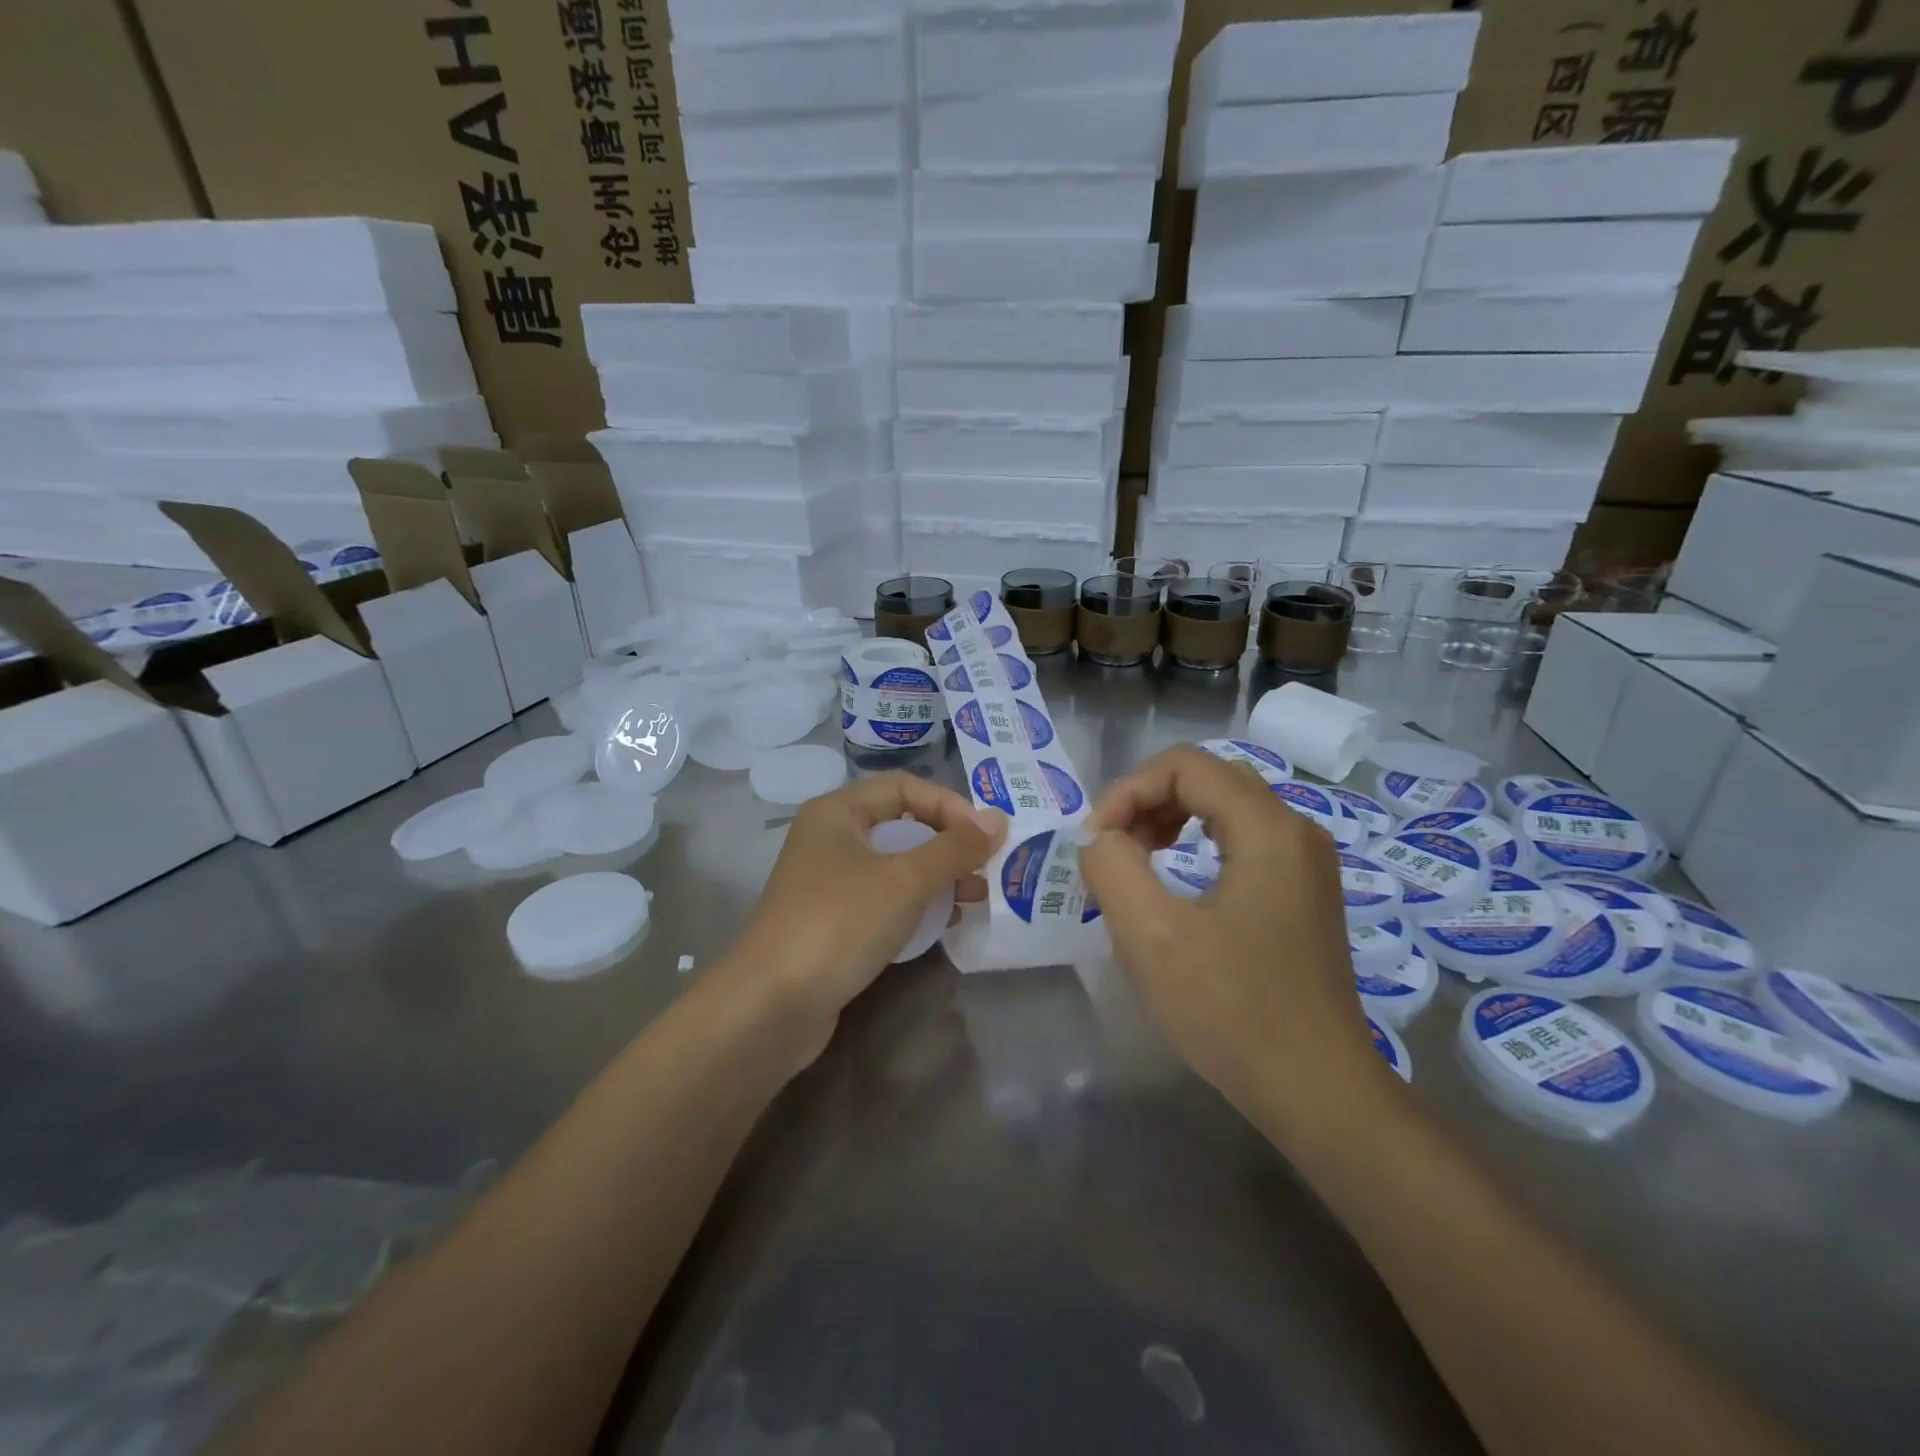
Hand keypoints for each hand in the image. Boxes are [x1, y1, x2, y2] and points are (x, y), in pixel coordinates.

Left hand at [731, 772, 1005, 1041]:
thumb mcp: (905, 880)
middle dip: (948, 844)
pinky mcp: (835, 922)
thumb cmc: (840, 923)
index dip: (949, 805)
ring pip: (896, 866)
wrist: (772, 1006)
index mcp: (837, 812)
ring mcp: (830, 883)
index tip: (986, 837)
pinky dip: (916, 905)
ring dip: (938, 876)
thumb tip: (999, 820)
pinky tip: (946, 922)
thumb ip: (955, 848)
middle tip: (987, 867)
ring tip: (976, 896)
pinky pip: (885, 899)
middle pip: (902, 825)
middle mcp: (831, 839)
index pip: (905, 788)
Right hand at [1079, 746, 1390, 1132]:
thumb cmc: (1232, 1012)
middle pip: (1209, 778)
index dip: (1127, 790)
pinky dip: (1196, 844)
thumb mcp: (1151, 937)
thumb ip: (1112, 867)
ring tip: (1135, 861)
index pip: (1185, 766)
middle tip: (1112, 848)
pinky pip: (1243, 841)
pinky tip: (1175, 885)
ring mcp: (1306, 864)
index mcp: (1268, 829)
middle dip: (1148, 801)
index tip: (1095, 841)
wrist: (1317, 1092)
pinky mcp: (1303, 893)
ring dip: (1170, 820)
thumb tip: (1101, 838)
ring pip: (1226, 807)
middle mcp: (1296, 832)